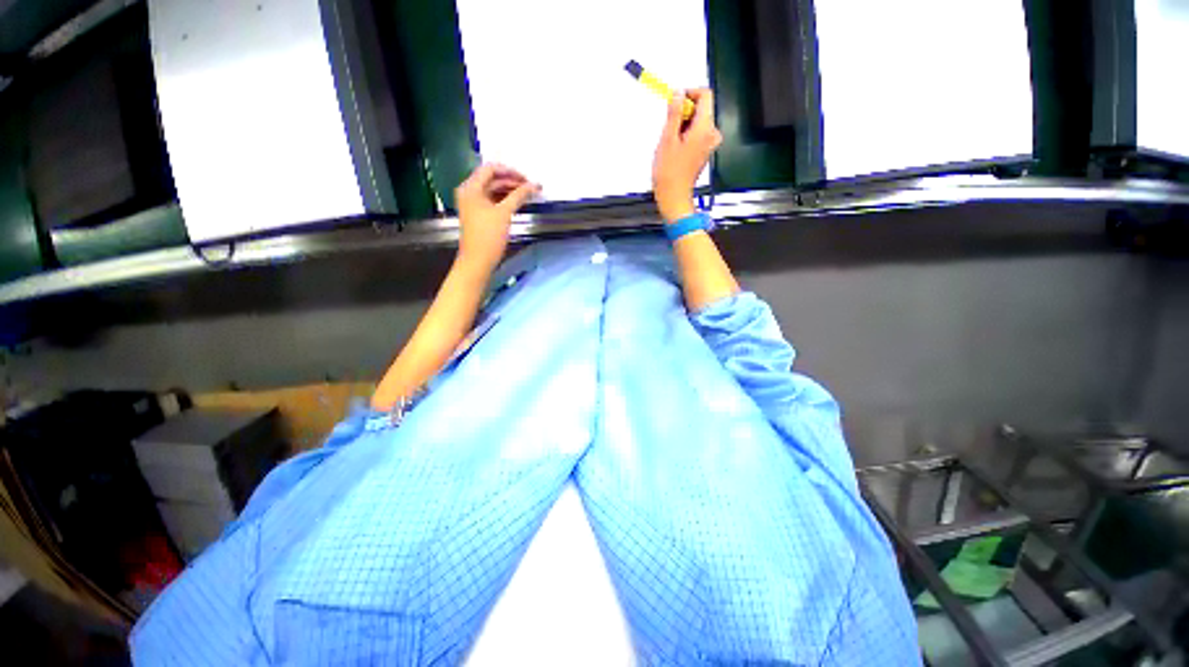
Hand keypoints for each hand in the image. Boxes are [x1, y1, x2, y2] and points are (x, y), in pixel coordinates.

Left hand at [454, 163, 538, 273]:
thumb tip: (535, 184)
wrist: (477, 261)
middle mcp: (469, 192)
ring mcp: (473, 203)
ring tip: (527, 195)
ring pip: (493, 190)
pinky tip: (517, 203)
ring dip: (509, 190)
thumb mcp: (504, 213)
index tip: (527, 179)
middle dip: (511, 181)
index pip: (491, 169)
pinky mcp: (479, 214)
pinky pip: (493, 200)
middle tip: (530, 187)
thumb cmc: (488, 236)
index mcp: (471, 187)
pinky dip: (505, 200)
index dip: (510, 171)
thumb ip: (519, 195)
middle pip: (492, 178)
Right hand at [652, 88, 721, 221]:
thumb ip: (674, 113)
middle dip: (683, 113)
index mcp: (705, 128)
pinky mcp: (704, 152)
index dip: (689, 93)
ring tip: (670, 142)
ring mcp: (709, 144)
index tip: (674, 101)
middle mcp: (711, 134)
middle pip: (701, 109)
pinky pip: (696, 134)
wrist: (674, 197)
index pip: (705, 95)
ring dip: (682, 125)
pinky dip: (685, 136)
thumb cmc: (669, 172)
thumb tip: (678, 93)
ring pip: (697, 122)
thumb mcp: (667, 138)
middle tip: (668, 127)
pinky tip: (674, 149)